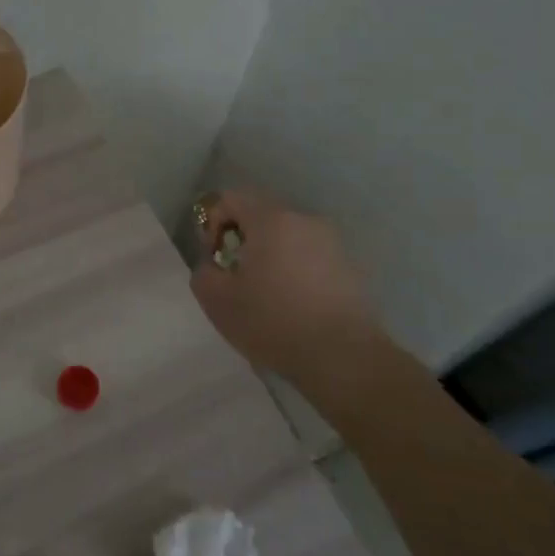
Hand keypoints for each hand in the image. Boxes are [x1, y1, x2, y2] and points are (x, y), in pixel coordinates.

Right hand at [189, 190, 391, 381]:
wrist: (344, 358)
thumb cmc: (274, 322)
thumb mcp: (217, 301)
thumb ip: (204, 273)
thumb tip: (214, 266)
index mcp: (271, 219)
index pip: (232, 198)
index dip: (213, 222)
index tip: (214, 258)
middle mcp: (305, 220)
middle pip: (262, 214)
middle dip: (242, 239)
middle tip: (236, 275)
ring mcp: (332, 242)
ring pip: (288, 236)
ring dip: (270, 255)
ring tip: (265, 293)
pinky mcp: (350, 267)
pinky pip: (310, 256)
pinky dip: (295, 270)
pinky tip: (294, 305)